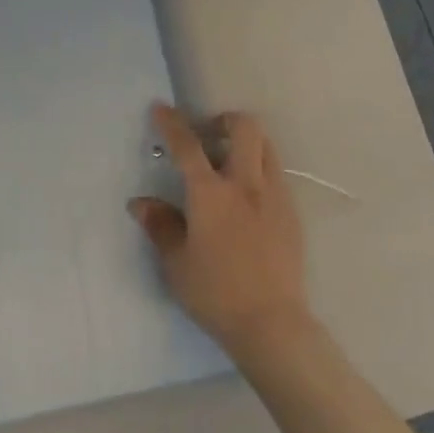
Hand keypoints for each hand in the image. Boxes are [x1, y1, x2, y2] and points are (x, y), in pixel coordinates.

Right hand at [131, 104, 312, 355]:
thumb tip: (140, 203)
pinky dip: (258, 170)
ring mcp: (274, 196)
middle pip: (244, 128)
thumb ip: (159, 226)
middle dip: (224, 121)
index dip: (172, 123)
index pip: (187, 146)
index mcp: (210, 194)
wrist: (272, 324)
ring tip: (228, 164)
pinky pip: (276, 175)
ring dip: (245, 143)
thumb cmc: (215, 294)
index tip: (161, 108)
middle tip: (208, 137)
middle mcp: (245, 185)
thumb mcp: (176, 262)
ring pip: (266, 146)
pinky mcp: (292, 213)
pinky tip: (247, 199)